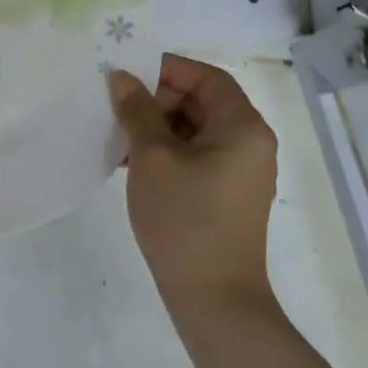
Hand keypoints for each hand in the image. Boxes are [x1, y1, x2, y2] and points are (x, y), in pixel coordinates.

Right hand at [109, 54, 278, 307]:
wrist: (213, 298)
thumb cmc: (184, 218)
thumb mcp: (152, 157)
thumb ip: (137, 110)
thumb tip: (121, 76)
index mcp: (242, 127)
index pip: (206, 77)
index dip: (166, 70)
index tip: (127, 76)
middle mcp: (250, 143)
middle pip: (201, 101)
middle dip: (157, 100)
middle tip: (117, 109)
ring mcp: (240, 171)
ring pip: (195, 129)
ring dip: (156, 127)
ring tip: (118, 139)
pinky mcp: (227, 194)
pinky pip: (196, 155)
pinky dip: (166, 151)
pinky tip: (131, 164)